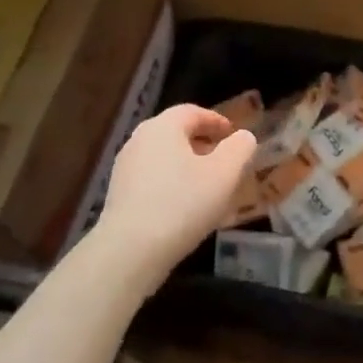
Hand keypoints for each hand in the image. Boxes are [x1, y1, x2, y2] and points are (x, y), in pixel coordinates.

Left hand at [94, 104, 257, 288]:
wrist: (131, 250)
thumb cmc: (183, 204)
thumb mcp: (225, 173)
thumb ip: (240, 148)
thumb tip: (243, 137)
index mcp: (163, 127)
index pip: (192, 112)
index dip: (216, 121)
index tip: (233, 135)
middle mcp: (139, 140)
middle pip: (175, 133)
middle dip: (202, 143)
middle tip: (223, 160)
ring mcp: (124, 168)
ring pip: (163, 157)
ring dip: (187, 165)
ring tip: (207, 186)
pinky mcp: (118, 194)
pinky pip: (152, 179)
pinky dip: (171, 183)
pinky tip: (184, 207)